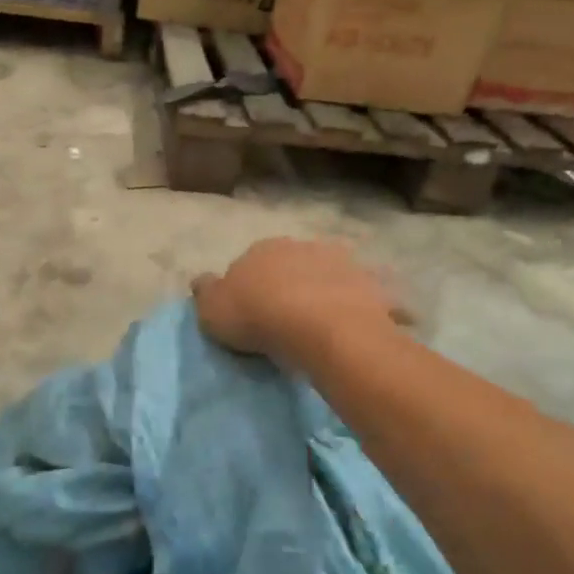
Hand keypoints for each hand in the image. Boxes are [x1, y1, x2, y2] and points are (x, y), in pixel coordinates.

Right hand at [192, 239, 406, 368]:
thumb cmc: (258, 316)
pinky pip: (367, 297)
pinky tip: (360, 327)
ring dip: (327, 292)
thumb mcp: (213, 309)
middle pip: (293, 266)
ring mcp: (342, 262)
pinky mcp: (373, 285)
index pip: (251, 263)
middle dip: (291, 285)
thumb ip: (205, 292)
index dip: (251, 288)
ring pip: (331, 276)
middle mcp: (303, 246)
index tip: (251, 314)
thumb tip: (201, 280)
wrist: (321, 327)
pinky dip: (365, 307)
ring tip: (324, 326)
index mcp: (263, 249)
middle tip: (287, 320)